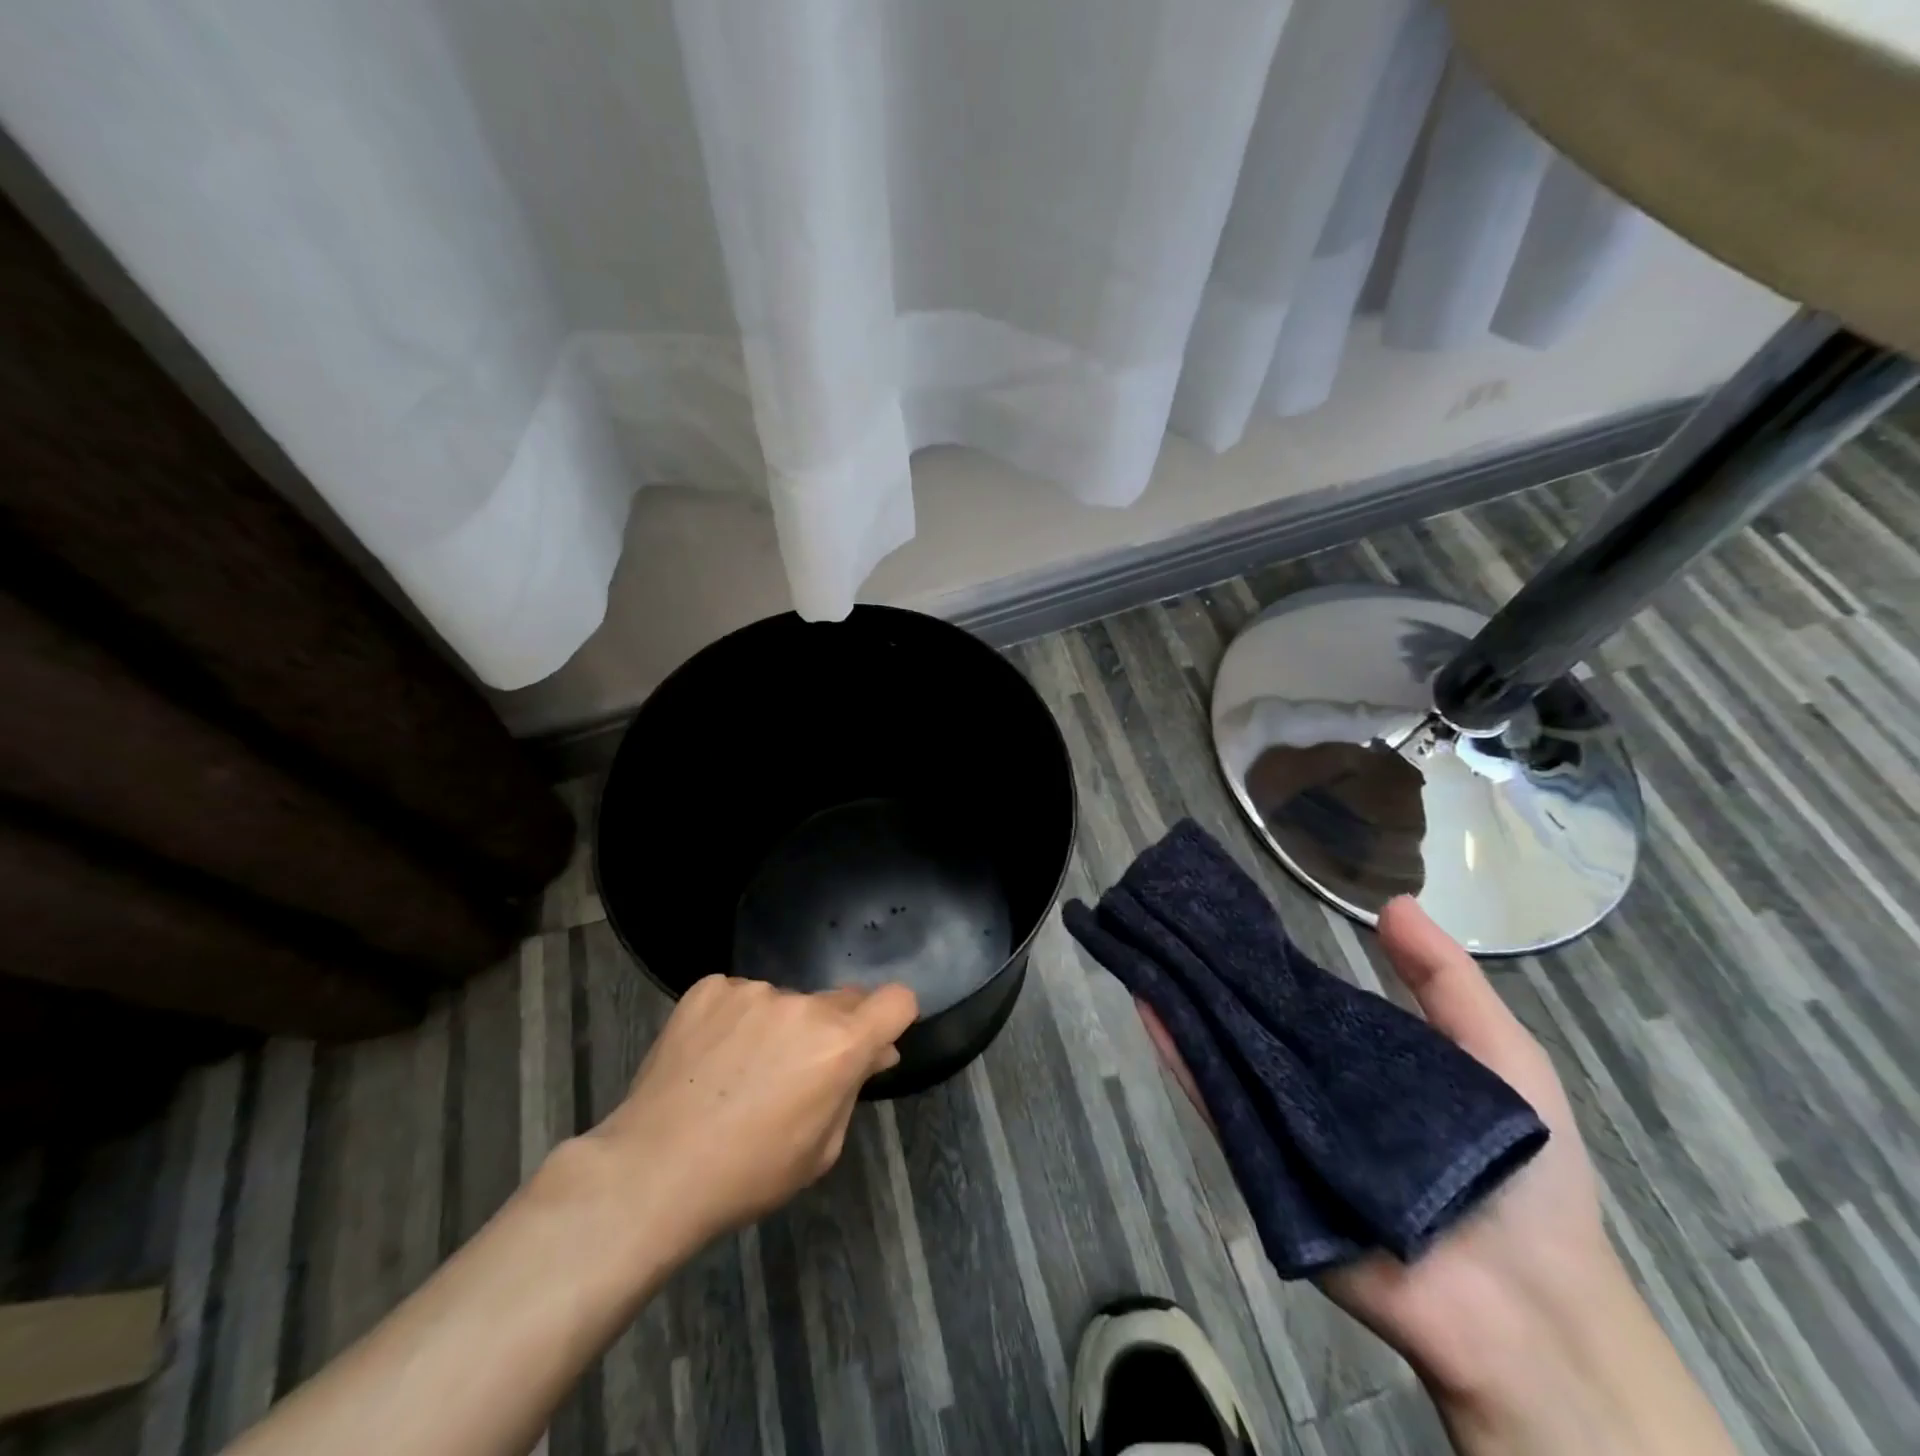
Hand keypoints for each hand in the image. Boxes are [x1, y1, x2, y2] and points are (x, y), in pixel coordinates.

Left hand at [583, 975, 917, 1255]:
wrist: (652, 1170)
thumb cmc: (748, 1173)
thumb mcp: (821, 1148)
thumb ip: (853, 1089)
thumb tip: (875, 1052)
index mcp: (840, 1044)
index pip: (897, 1000)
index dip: (893, 1019)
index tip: (875, 1041)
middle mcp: (803, 1005)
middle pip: (840, 1000)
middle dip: (833, 1029)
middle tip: (799, 1071)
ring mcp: (753, 990)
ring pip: (786, 1001)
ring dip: (780, 1025)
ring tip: (740, 1071)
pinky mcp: (710, 988)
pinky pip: (740, 996)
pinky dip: (736, 1019)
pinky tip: (711, 1056)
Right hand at [1138, 897, 1734, 1454]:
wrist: (1529, 1309)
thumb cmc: (1526, 1171)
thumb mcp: (1503, 1056)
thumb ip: (1447, 981)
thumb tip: (1391, 901)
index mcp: (1357, 1057)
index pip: (1294, 995)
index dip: (1259, 953)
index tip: (1221, 909)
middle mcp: (1309, 1083)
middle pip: (1248, 1018)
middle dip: (1206, 969)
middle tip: (1162, 916)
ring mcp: (1282, 1124)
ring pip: (1222, 1052)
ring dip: (1183, 1003)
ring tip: (1143, 946)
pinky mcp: (1263, 1167)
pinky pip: (1217, 1106)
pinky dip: (1181, 1059)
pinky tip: (1151, 1008)